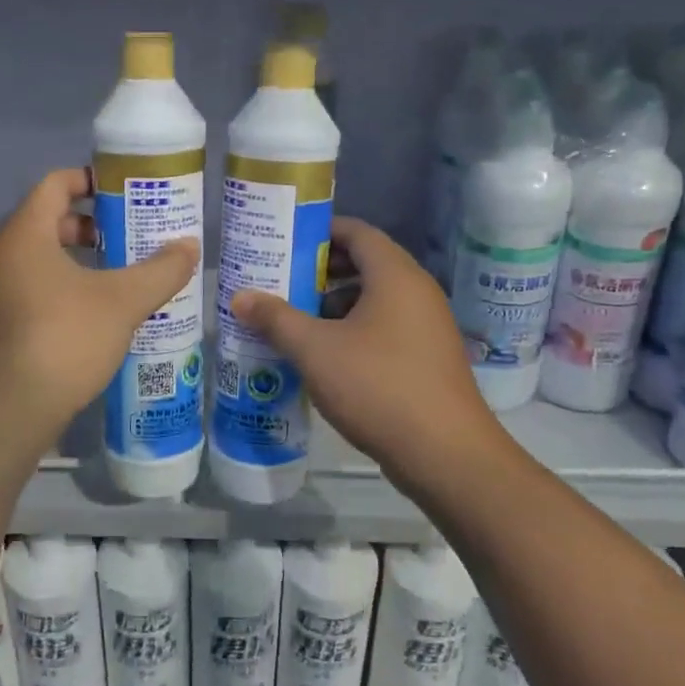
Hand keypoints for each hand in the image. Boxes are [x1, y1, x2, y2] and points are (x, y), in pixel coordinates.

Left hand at [0, 168, 199, 449]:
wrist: (5, 414)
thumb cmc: (63, 340)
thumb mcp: (122, 303)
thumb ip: (160, 271)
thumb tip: (190, 246)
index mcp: (23, 236)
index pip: (54, 185)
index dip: (90, 180)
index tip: (124, 191)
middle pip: (46, 223)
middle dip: (90, 227)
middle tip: (129, 239)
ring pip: (37, 263)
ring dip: (76, 264)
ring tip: (117, 281)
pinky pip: (28, 294)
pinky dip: (59, 293)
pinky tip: (91, 321)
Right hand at [230, 218, 503, 483]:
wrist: (444, 453)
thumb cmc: (377, 386)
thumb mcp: (315, 350)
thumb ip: (276, 319)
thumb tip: (239, 297)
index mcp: (395, 275)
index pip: (357, 232)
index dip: (320, 233)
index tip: (284, 243)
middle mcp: (417, 291)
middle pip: (366, 264)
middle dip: (321, 272)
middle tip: (282, 281)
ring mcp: (427, 325)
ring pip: (375, 299)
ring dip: (335, 304)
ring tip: (295, 319)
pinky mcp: (428, 357)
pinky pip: (386, 327)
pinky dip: (354, 330)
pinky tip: (325, 355)